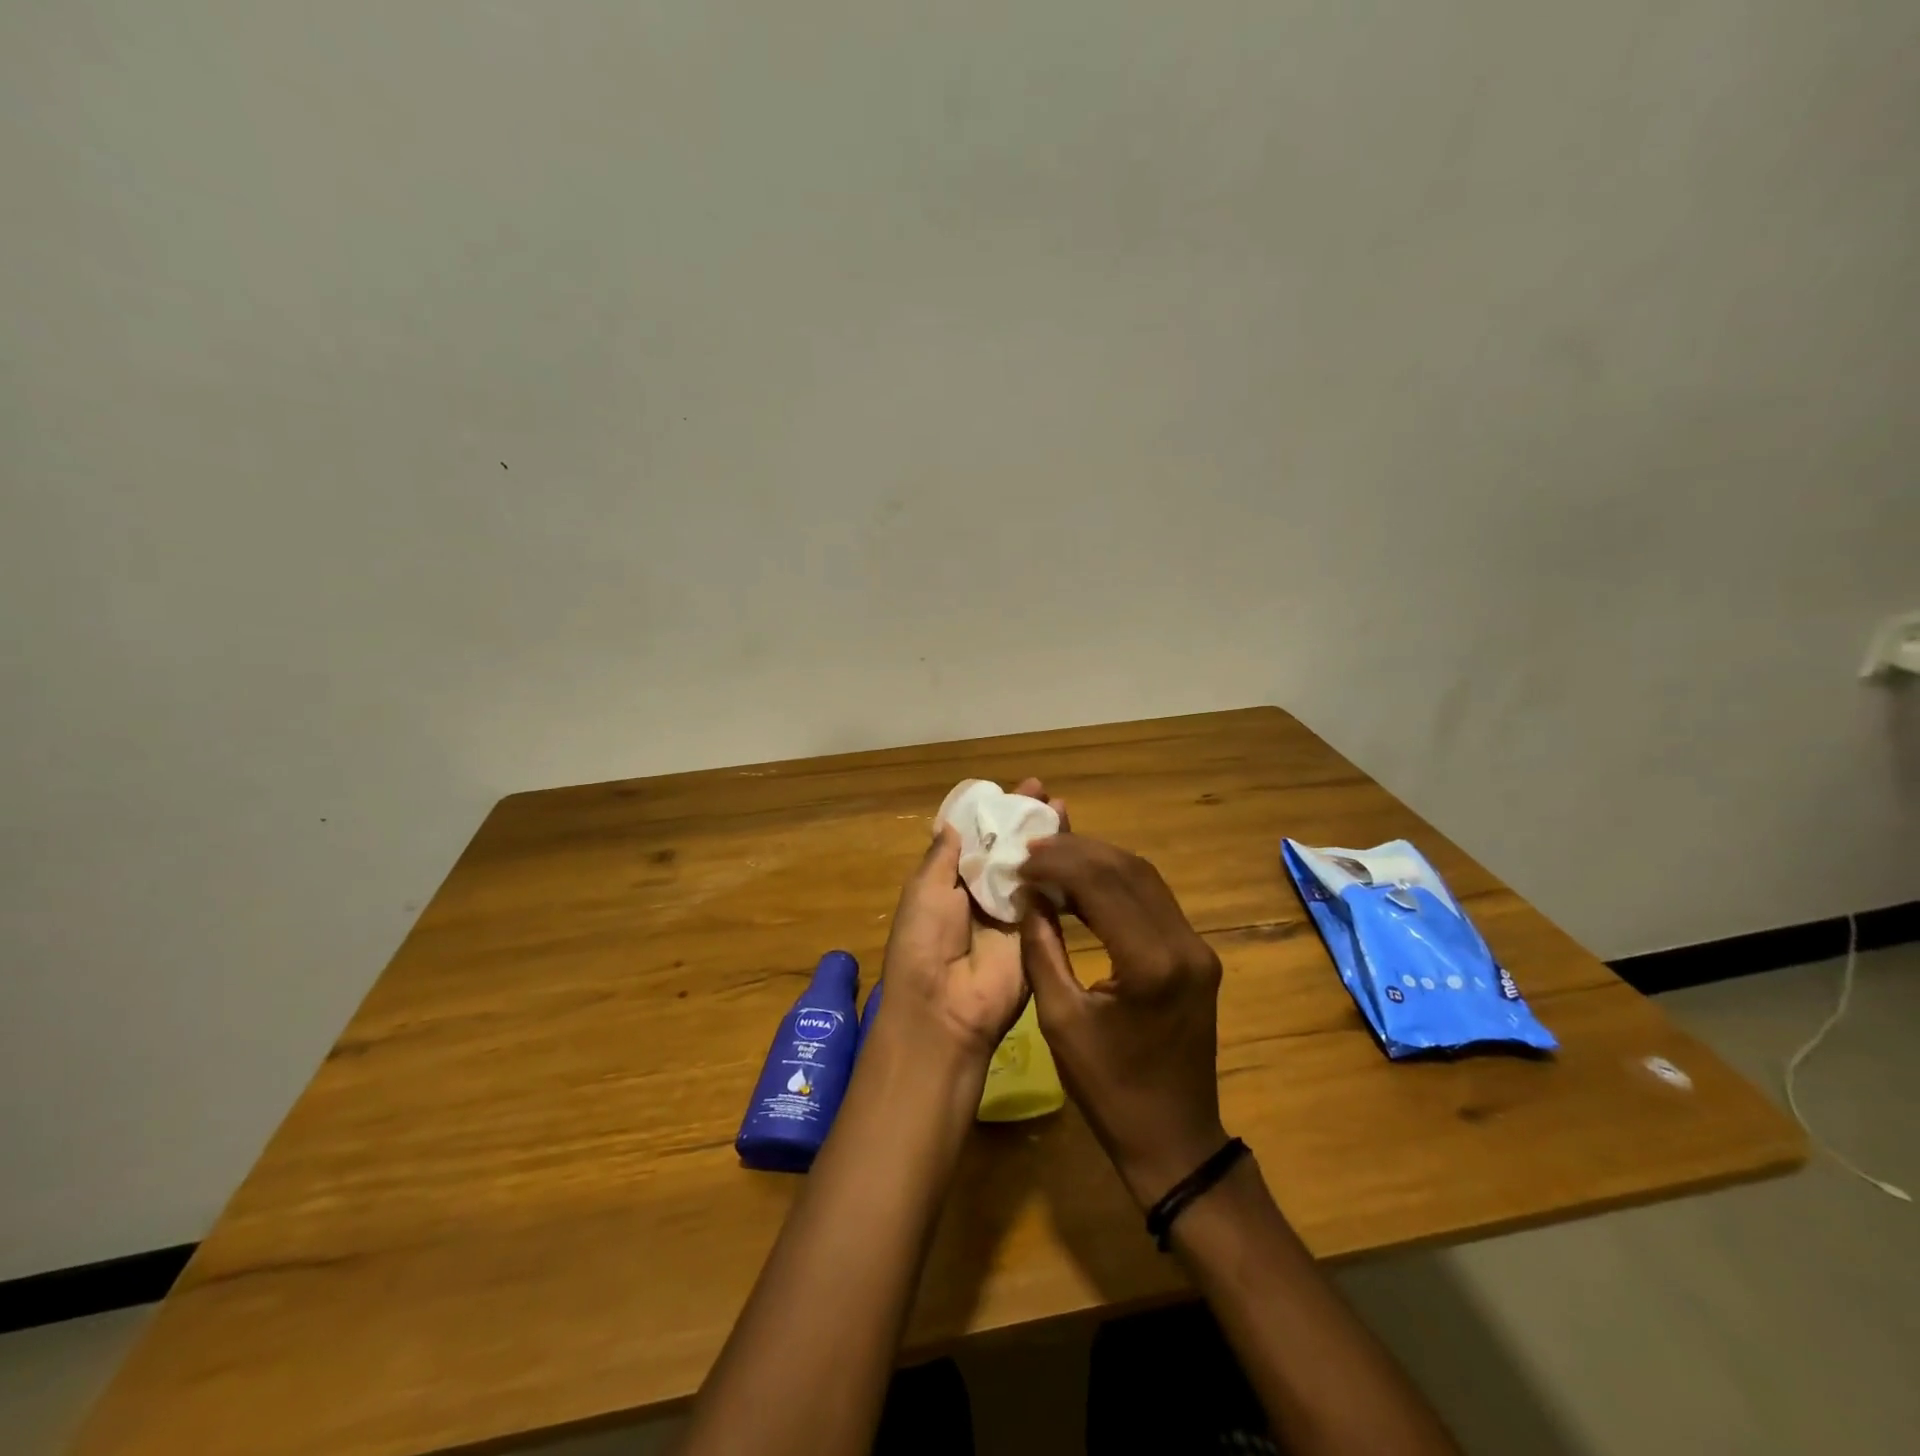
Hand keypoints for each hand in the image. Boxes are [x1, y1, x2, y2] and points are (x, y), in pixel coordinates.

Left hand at [877, 778, 1064, 1062]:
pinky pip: (1050, 895)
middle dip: (1024, 820)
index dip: (993, 813)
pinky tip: (1075, 846)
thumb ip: (943, 856)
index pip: (976, 839)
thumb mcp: (924, 890)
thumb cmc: (924, 942)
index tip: (1013, 789)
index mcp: (950, 882)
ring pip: (1032, 866)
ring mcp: (1012, 911)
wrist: (945, 1008)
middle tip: (1044, 792)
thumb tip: (953, 821)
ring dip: (1046, 839)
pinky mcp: (1037, 930)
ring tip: (1061, 808)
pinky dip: (1062, 870)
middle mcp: (983, 892)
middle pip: (1008, 848)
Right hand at [1018, 834, 1226, 1207]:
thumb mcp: (1060, 1021)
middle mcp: (1184, 944)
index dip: (1059, 862)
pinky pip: (1155, 900)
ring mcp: (1198, 947)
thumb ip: (1042, 949)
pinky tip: (1084, 884)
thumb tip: (1030, 896)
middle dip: (1078, 851)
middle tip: (1033, 848)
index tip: (1021, 858)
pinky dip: (1117, 883)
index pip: (1103, 885)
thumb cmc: (1109, 1089)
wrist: (1174, 1138)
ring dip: (1099, 861)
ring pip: (1146, 877)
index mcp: (1151, 964)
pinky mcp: (1197, 955)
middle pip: (1129, 870)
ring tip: (1053, 858)